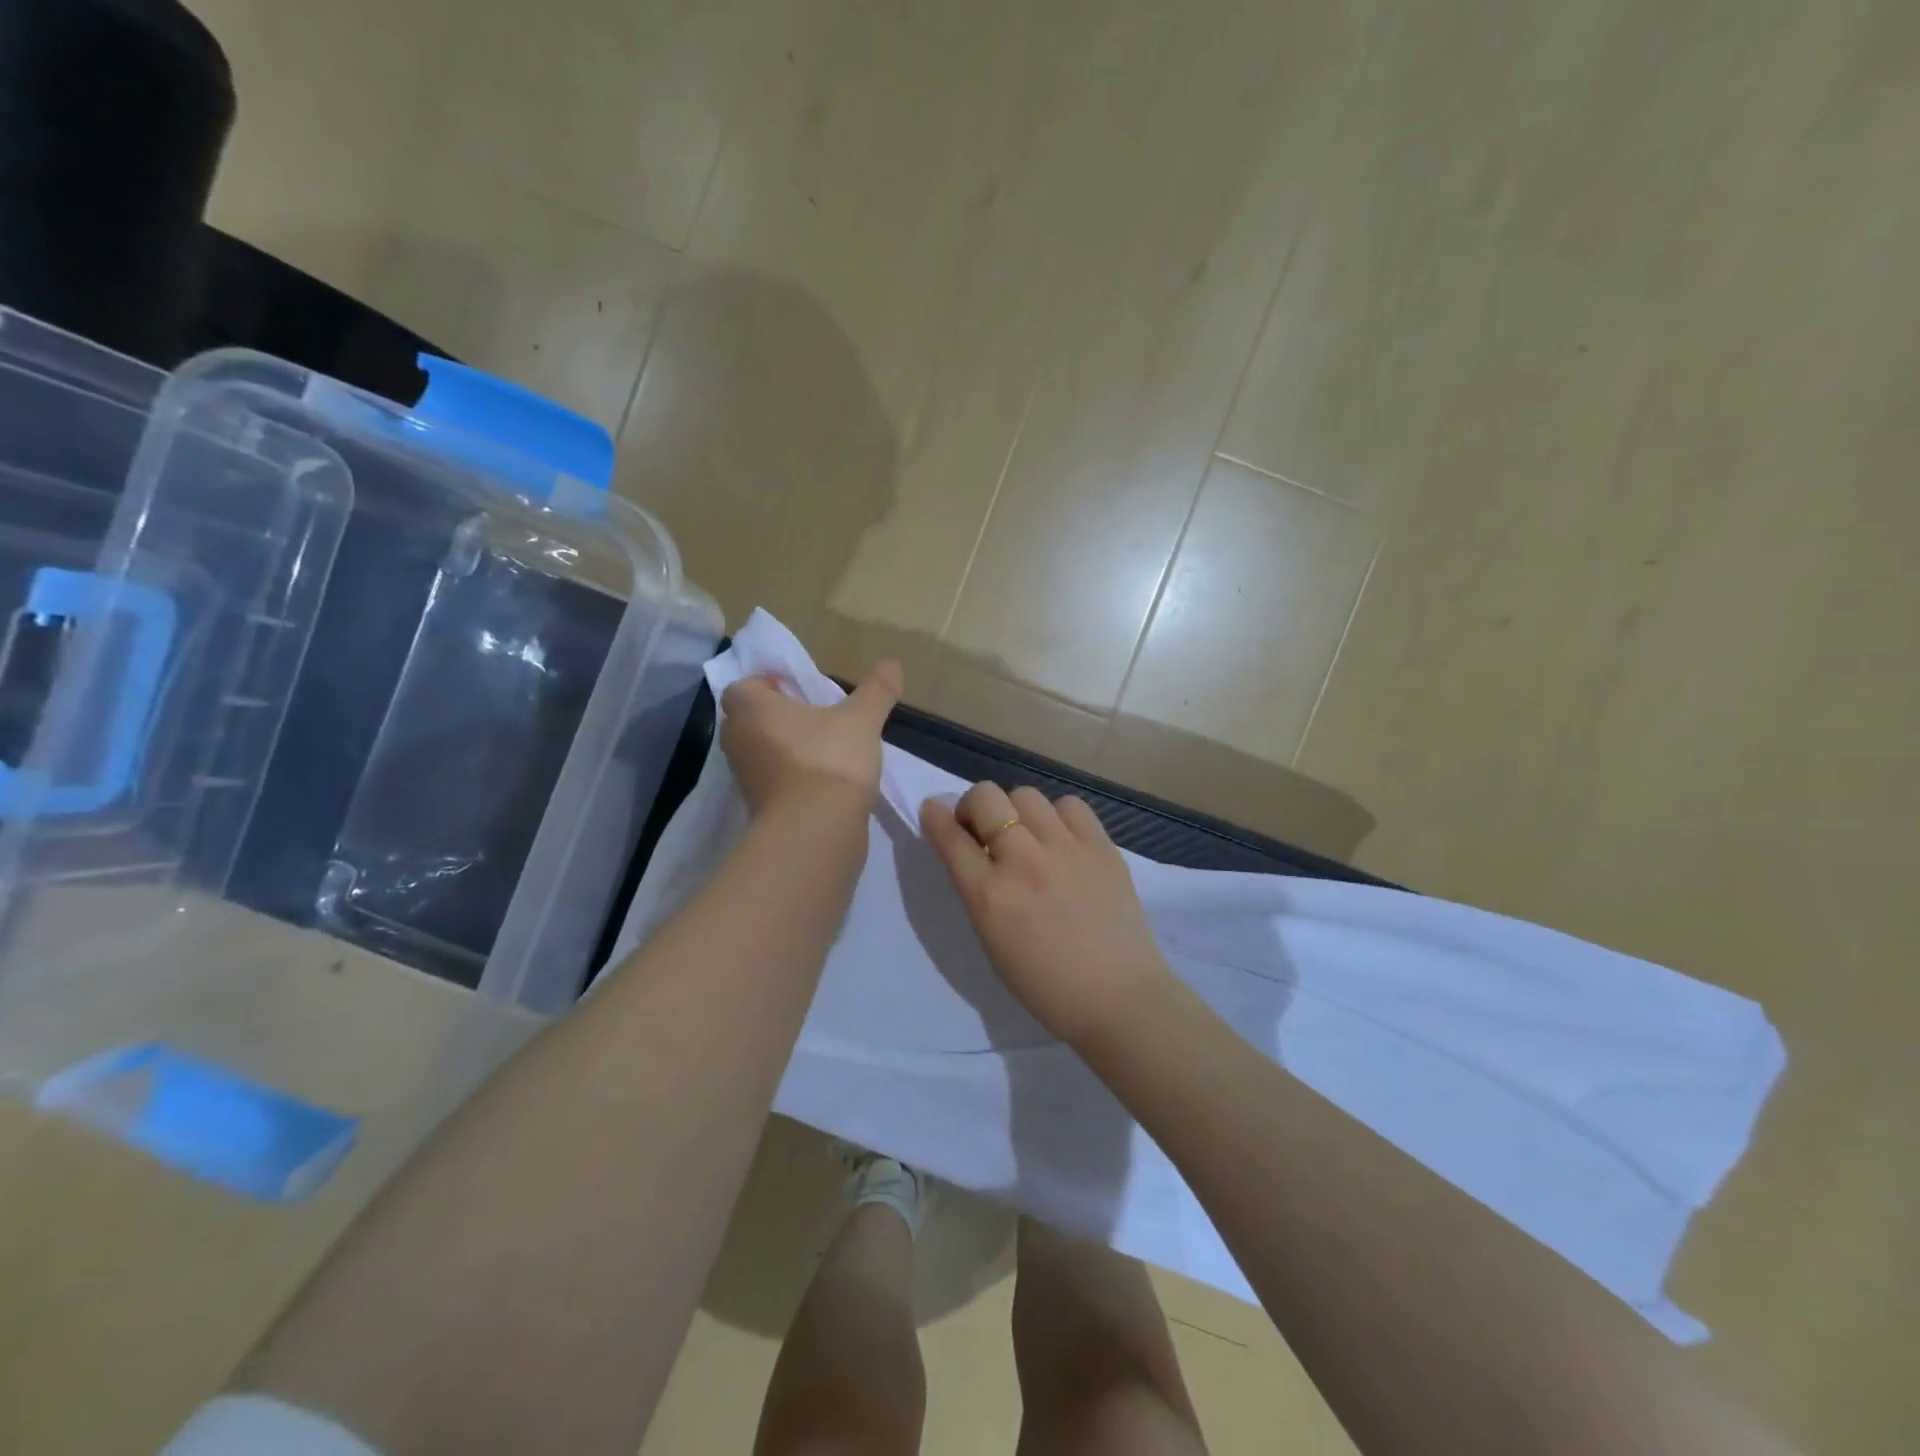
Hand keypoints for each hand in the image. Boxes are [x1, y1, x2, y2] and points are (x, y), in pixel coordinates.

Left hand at [719, 660, 901, 817]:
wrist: (815, 831)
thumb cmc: (829, 760)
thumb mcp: (862, 720)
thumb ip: (876, 690)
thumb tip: (892, 663)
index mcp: (752, 709)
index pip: (742, 687)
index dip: (766, 684)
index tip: (796, 689)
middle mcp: (739, 740)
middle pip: (747, 720)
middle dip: (773, 716)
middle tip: (810, 716)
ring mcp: (745, 778)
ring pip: (759, 752)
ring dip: (782, 748)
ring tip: (821, 748)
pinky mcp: (758, 808)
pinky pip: (771, 782)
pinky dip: (789, 778)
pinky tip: (822, 780)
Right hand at [921, 782, 1171, 1044]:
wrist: (1117, 999)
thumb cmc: (1044, 983)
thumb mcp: (992, 940)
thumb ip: (977, 891)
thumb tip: (973, 851)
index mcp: (989, 896)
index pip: (950, 837)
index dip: (935, 817)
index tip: (933, 810)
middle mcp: (1024, 862)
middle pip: (985, 798)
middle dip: (973, 806)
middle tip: (982, 829)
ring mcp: (1066, 849)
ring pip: (1026, 794)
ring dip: (1016, 810)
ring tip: (1027, 835)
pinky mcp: (1102, 847)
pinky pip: (1070, 806)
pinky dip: (1058, 816)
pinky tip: (1063, 840)